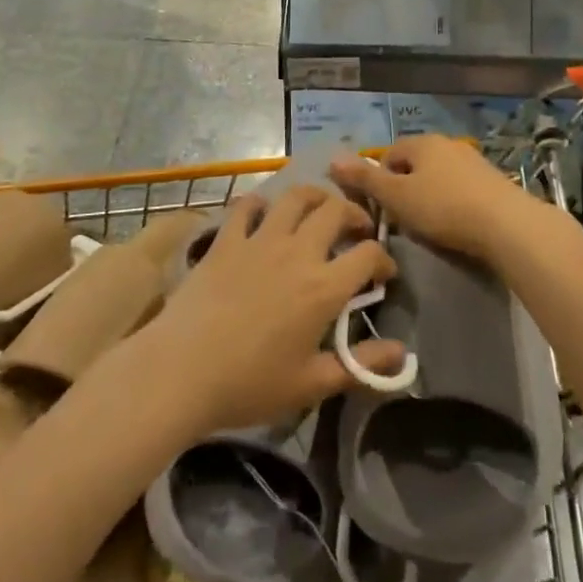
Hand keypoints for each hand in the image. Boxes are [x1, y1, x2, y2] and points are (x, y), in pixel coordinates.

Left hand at [139, 186, 404, 434]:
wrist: (179, 372)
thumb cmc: (249, 385)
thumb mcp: (311, 384)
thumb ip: (360, 366)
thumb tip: (402, 354)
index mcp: (323, 287)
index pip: (369, 254)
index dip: (384, 259)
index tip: (383, 273)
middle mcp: (297, 252)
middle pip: (336, 210)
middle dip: (355, 214)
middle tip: (357, 230)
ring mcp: (259, 240)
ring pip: (295, 196)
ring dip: (315, 196)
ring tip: (319, 209)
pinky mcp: (226, 239)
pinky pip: (247, 206)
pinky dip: (260, 204)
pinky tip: (263, 215)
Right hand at [330, 136, 553, 267]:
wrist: (506, 224)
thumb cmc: (444, 208)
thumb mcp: (397, 196)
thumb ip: (365, 179)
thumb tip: (332, 159)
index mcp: (423, 142)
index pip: (389, 153)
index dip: (379, 179)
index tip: (381, 208)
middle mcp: (448, 144)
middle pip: (415, 164)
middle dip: (404, 188)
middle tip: (403, 219)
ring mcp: (473, 161)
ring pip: (438, 176)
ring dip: (429, 196)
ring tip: (429, 225)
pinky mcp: (493, 181)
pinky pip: (461, 188)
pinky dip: (452, 202)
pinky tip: (456, 225)